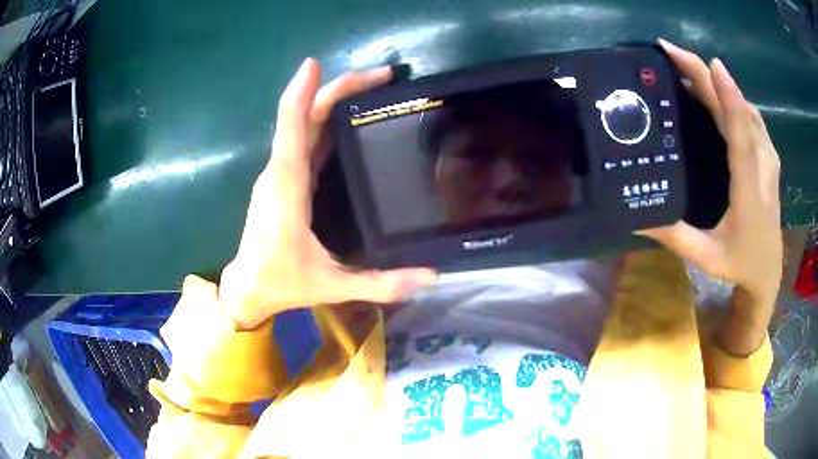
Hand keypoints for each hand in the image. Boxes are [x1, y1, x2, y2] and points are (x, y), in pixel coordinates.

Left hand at [219, 59, 436, 328]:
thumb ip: (380, 284)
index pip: (293, 129)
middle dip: (341, 88)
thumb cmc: (282, 283)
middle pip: (306, 115)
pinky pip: (305, 139)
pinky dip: (327, 119)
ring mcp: (280, 173)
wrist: (247, 288)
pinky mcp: (284, 179)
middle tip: (385, 75)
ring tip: (376, 88)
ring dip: (335, 99)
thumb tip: (431, 276)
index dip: (303, 93)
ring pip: (305, 123)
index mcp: (287, 188)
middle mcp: (281, 172)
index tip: (314, 63)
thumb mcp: (332, 286)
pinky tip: (352, 117)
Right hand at [639, 40, 782, 306]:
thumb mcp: (706, 258)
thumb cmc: (740, 265)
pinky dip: (732, 96)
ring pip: (746, 108)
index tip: (709, 64)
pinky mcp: (769, 156)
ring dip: (718, 83)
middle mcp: (763, 167)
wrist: (769, 272)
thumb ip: (675, 237)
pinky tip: (715, 92)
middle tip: (671, 53)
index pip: (741, 136)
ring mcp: (769, 159)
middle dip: (708, 76)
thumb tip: (636, 218)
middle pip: (740, 111)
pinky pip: (752, 116)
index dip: (728, 98)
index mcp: (749, 191)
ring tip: (687, 68)